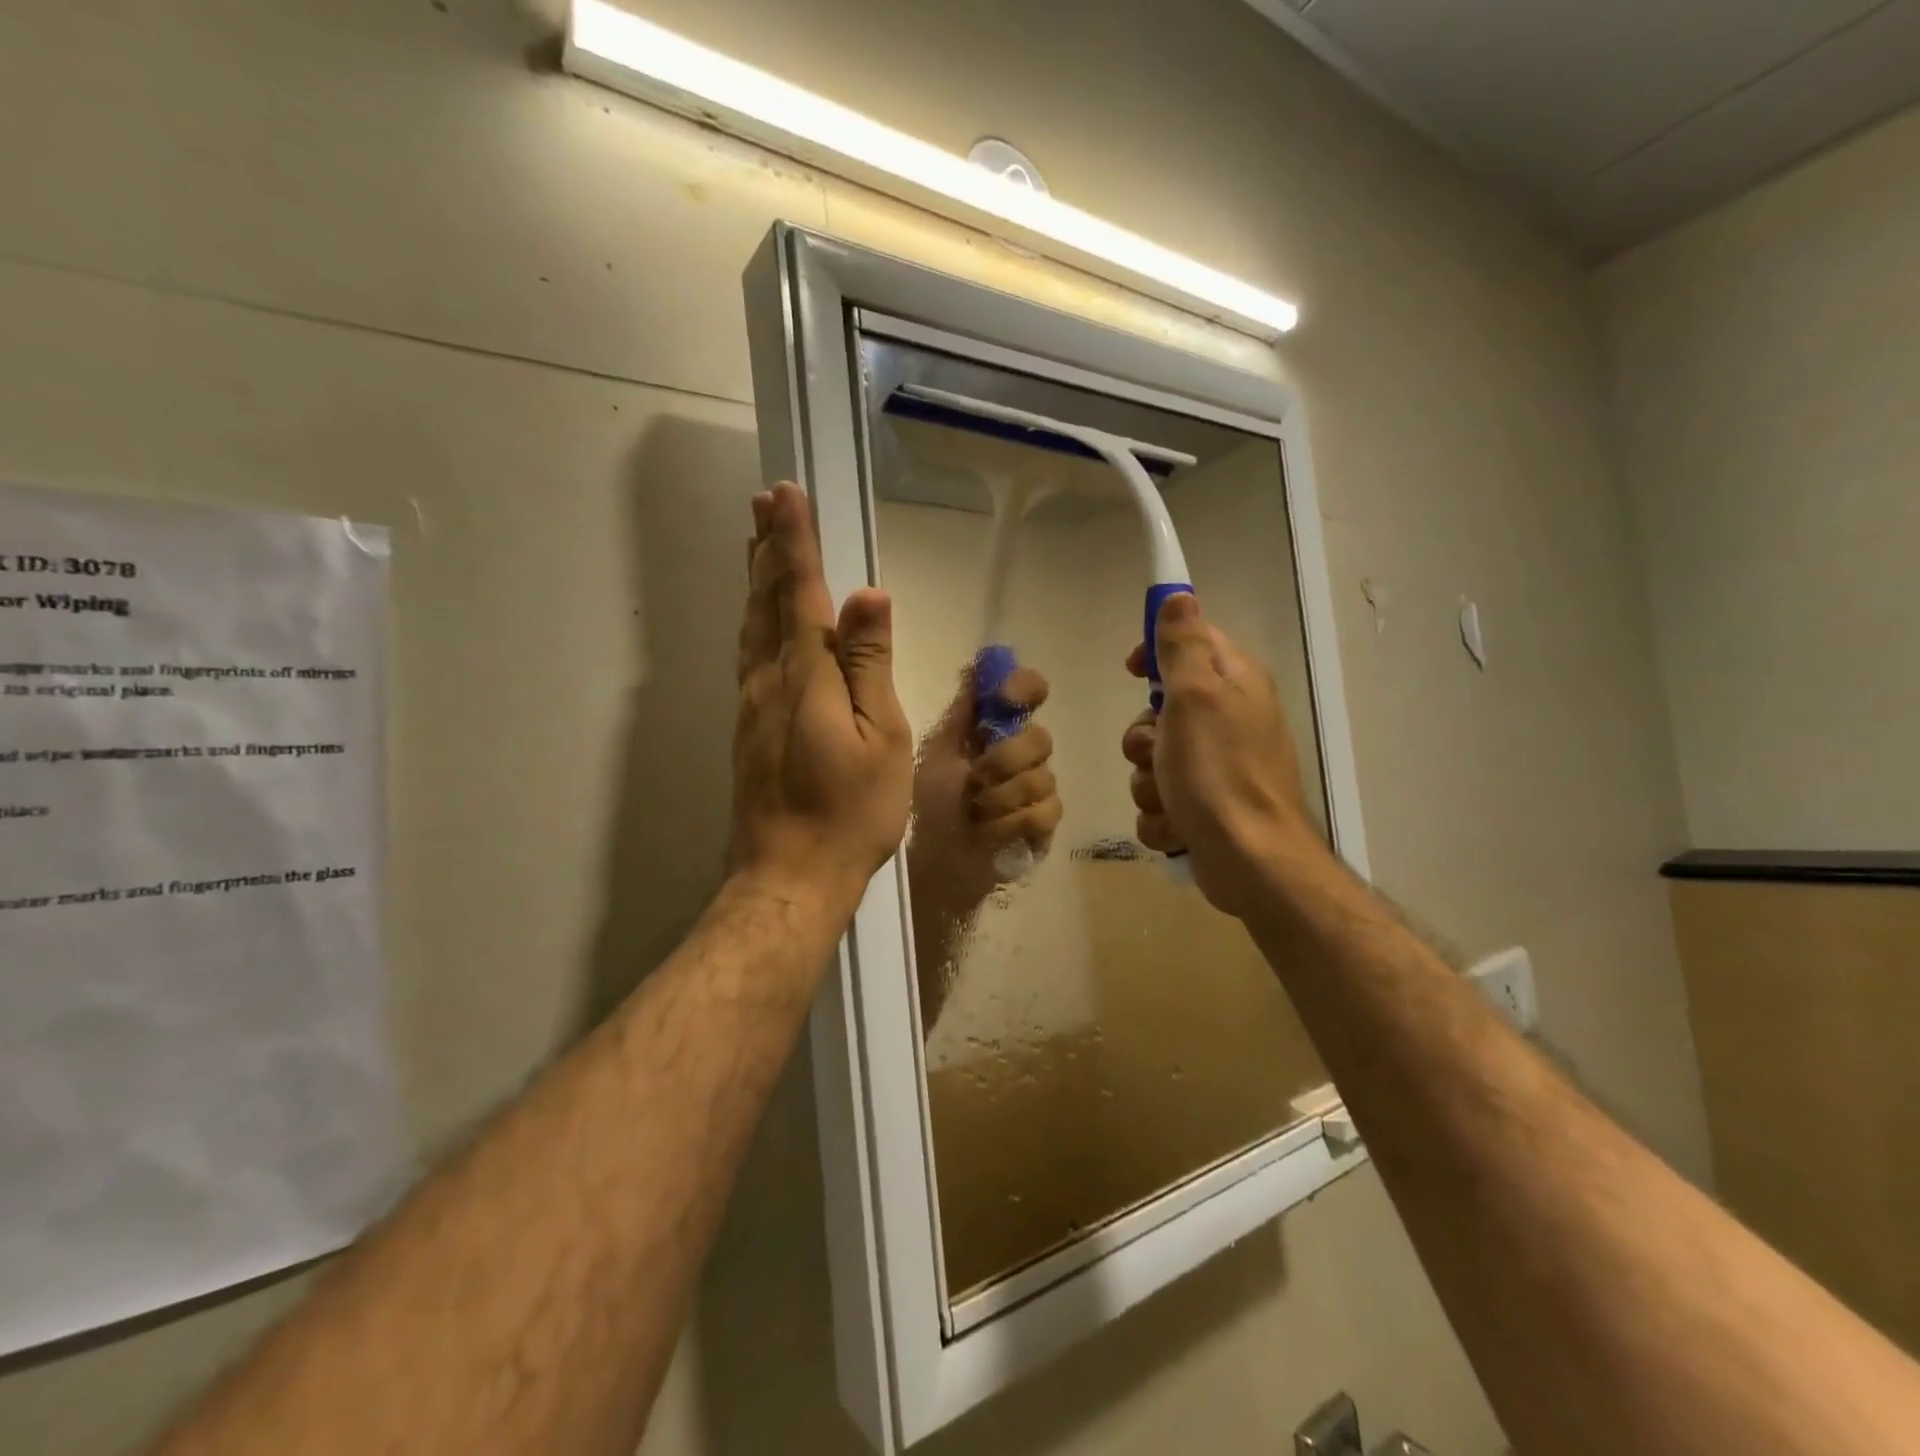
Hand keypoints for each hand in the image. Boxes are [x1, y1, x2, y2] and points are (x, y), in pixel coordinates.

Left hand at [730, 483, 913, 912]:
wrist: (790, 874)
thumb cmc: (850, 810)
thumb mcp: (880, 737)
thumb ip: (869, 664)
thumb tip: (868, 594)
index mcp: (805, 676)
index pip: (800, 592)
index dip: (795, 542)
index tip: (787, 493)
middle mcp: (769, 680)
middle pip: (765, 600)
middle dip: (767, 547)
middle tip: (765, 500)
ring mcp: (752, 706)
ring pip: (751, 625)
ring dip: (755, 577)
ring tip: (757, 541)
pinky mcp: (748, 729)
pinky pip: (750, 653)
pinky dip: (754, 618)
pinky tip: (759, 617)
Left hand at [908, 662, 1061, 913]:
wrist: (927, 860)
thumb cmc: (925, 802)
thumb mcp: (935, 749)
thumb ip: (961, 709)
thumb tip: (978, 660)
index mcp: (992, 727)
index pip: (1028, 690)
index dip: (1025, 687)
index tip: (1008, 698)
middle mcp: (1019, 751)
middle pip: (1040, 737)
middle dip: (1004, 761)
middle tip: (974, 780)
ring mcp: (1036, 789)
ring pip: (1044, 777)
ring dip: (1001, 799)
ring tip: (975, 813)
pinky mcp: (1042, 825)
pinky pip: (1046, 812)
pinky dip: (1012, 824)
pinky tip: (989, 833)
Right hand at [1122, 593, 1309, 918]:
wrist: (1251, 862)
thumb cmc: (1219, 773)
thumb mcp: (1195, 698)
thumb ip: (1183, 646)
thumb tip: (1179, 595)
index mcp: (1234, 685)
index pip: (1191, 643)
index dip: (1156, 653)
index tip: (1132, 671)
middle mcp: (1230, 721)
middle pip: (1161, 712)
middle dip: (1144, 739)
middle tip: (1154, 753)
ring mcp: (1218, 768)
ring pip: (1154, 761)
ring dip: (1148, 783)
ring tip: (1169, 800)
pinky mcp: (1206, 808)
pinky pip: (1161, 800)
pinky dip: (1162, 815)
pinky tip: (1178, 826)